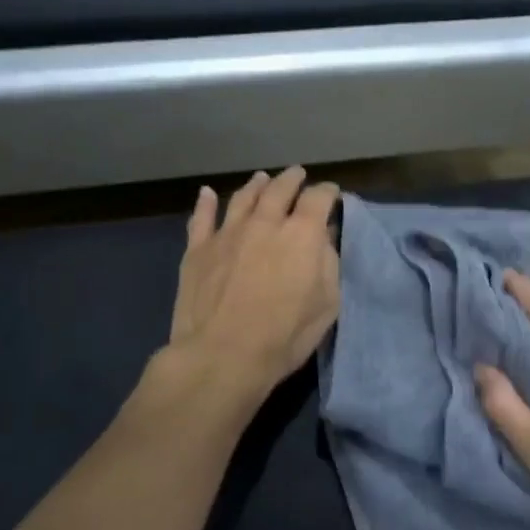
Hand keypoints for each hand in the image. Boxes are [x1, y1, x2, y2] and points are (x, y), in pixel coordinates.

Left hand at [165, 167, 340, 408]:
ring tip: (262, 179)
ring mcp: (227, 233)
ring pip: (243, 197)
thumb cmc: (284, 336)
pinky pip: (201, 218)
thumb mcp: (326, 305)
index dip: (327, 192)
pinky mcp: (198, 249)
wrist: (222, 355)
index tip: (331, 193)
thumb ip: (328, 264)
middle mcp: (265, 223)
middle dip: (292, 179)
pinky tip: (206, 194)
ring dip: (256, 185)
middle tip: (298, 175)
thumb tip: (323, 238)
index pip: (318, 199)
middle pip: (280, 189)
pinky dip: (205, 203)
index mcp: (301, 234)